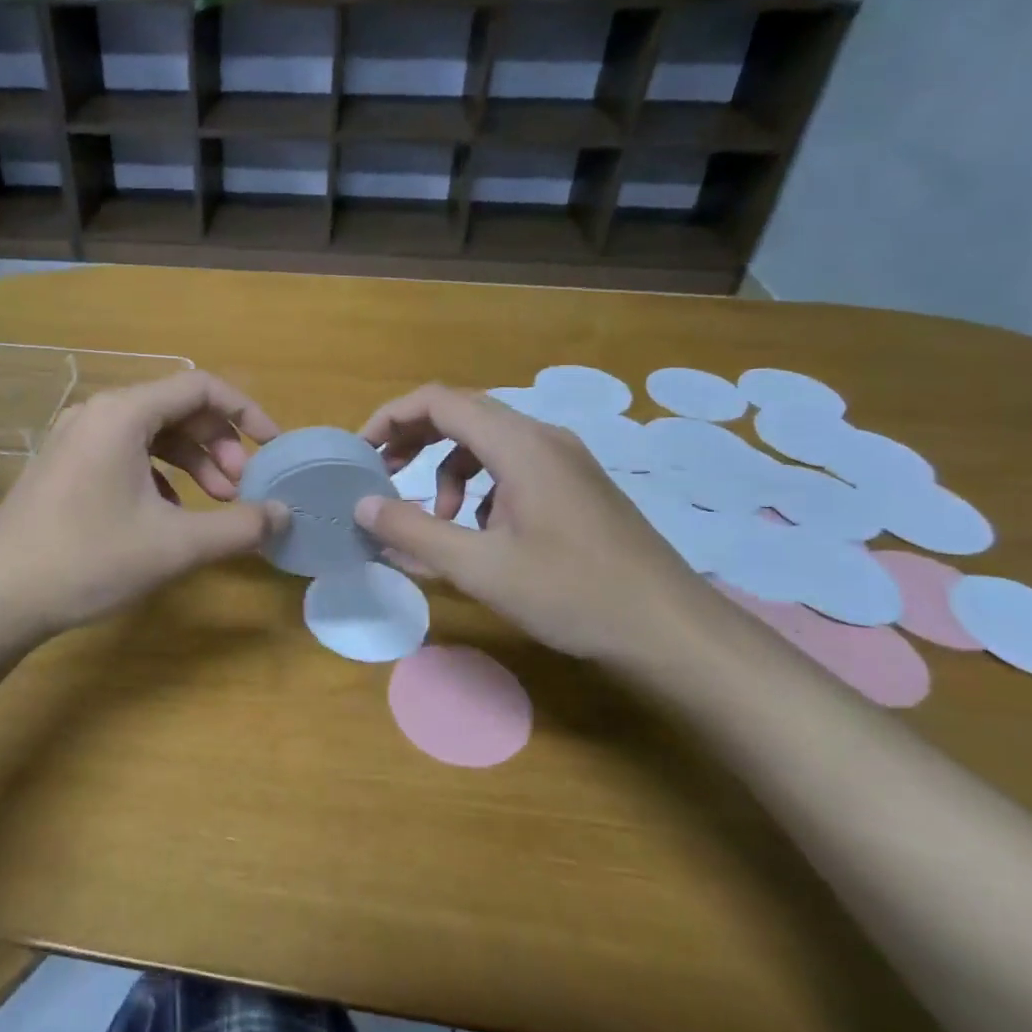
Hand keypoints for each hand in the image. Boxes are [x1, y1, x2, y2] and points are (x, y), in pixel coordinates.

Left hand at [0, 371, 286, 646]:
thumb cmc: (88, 560)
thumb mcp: (175, 545)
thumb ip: (239, 527)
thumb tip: (284, 514)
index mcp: (123, 413)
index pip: (201, 387)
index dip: (245, 412)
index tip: (272, 446)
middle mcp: (97, 412)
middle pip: (176, 408)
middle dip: (218, 444)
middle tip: (240, 488)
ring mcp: (74, 437)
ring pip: (151, 433)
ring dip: (191, 462)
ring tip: (215, 503)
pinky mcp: (63, 464)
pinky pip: (124, 453)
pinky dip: (158, 475)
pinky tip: (168, 515)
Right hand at [355, 384, 730, 667]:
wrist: (671, 630)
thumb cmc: (572, 594)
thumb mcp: (480, 567)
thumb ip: (414, 531)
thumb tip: (362, 505)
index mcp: (519, 445)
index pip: (439, 400)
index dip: (391, 417)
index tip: (361, 450)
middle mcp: (543, 438)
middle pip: (463, 413)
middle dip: (414, 439)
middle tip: (382, 472)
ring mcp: (565, 460)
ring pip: (488, 442)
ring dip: (449, 469)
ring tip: (439, 518)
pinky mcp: (576, 486)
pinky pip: (513, 466)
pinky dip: (482, 487)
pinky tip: (484, 532)